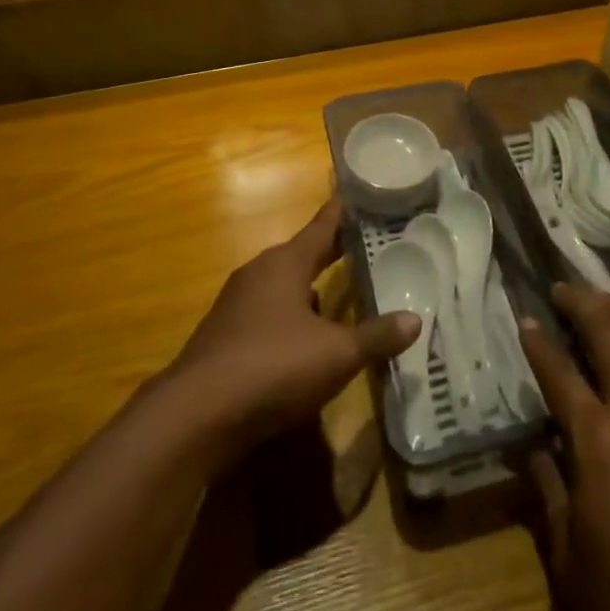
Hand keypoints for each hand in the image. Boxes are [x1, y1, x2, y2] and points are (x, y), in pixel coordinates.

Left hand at [169, 198, 418, 463]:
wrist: (194, 417)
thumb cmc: (272, 367)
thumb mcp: (336, 354)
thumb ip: (376, 336)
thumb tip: (416, 320)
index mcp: (286, 262)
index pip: (323, 224)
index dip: (345, 211)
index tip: (363, 193)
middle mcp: (259, 273)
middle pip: (302, 253)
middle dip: (332, 252)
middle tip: (366, 245)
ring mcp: (236, 305)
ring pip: (283, 286)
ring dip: (310, 288)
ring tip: (341, 295)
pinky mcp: (223, 337)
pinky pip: (267, 314)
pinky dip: (290, 318)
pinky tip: (305, 342)